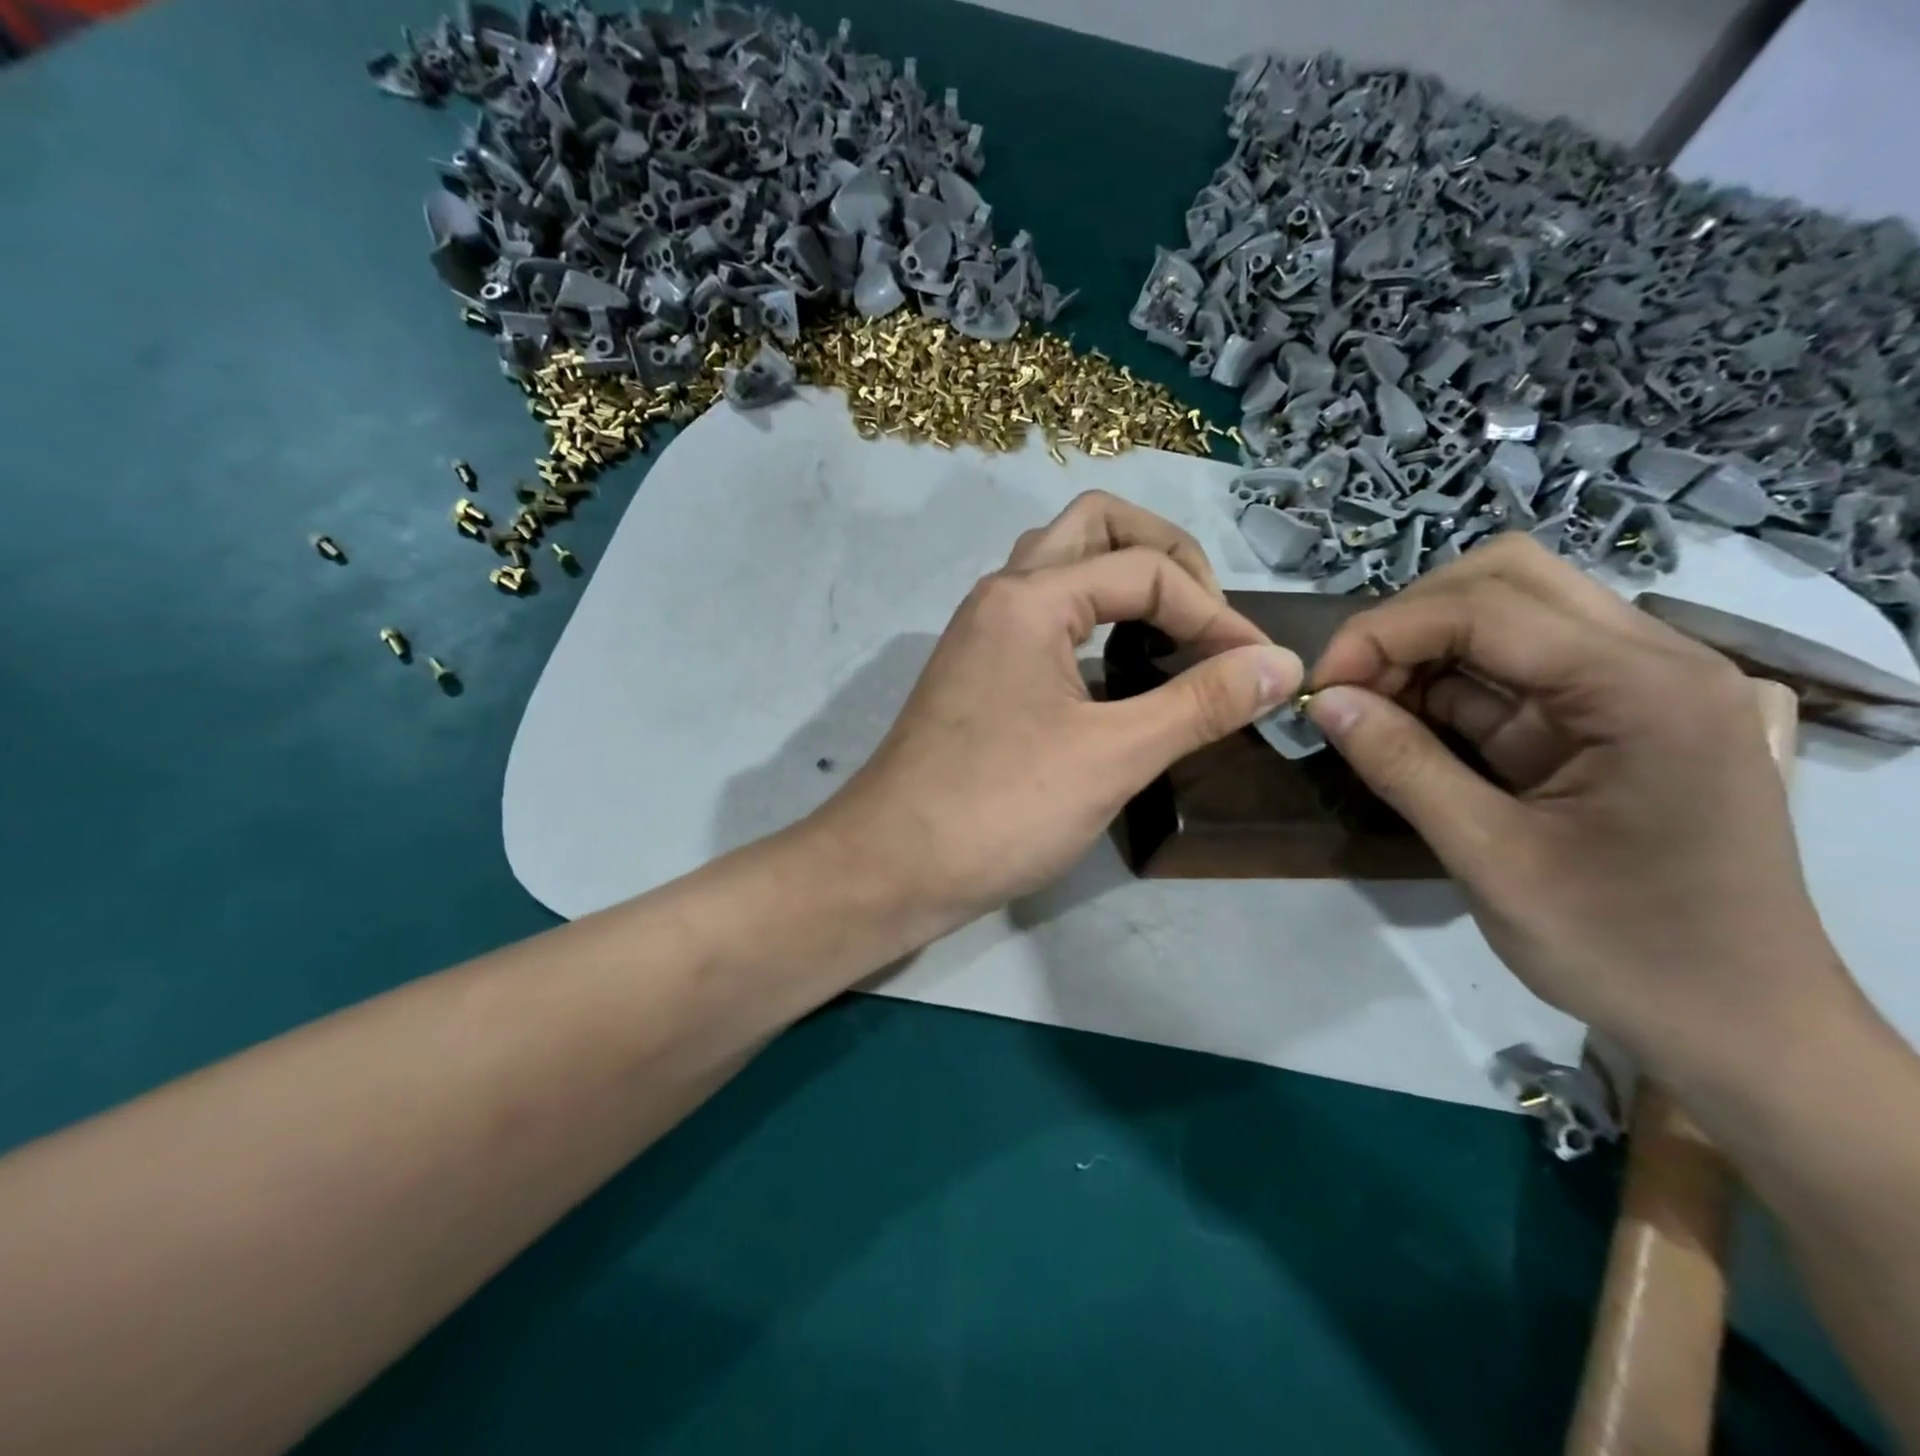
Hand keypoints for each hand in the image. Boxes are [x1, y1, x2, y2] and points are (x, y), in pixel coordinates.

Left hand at [818, 492, 1301, 937]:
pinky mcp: (978, 671)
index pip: (1145, 569)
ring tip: (1172, 626)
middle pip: (1094, 526)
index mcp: (1030, 596)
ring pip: (1061, 565)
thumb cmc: (999, 809)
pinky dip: (1091, 615)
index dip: (1216, 613)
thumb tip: (1281, 663)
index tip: (1258, 670)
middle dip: (1164, 553)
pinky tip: (1119, 663)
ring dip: (1122, 577)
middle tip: (1206, 611)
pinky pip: (1044, 613)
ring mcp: (983, 632)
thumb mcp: (1112, 756)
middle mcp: (1000, 595)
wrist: (891, 866)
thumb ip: (1200, 704)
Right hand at [1306, 534, 1845, 1069]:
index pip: (1485, 608)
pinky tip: (1407, 727)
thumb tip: (1322, 702)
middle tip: (1350, 687)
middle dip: (1407, 621)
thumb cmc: (1624, 949)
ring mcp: (1636, 685)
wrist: (1739, 1026)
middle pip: (1505, 578)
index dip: (1381, 634)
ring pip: (1507, 612)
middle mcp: (1652, 661)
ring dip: (1423, 649)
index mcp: (1643, 689)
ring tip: (1368, 710)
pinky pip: (1514, 668)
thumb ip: (1404, 768)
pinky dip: (1448, 685)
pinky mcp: (1612, 717)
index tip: (1317, 689)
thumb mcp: (1493, 861)